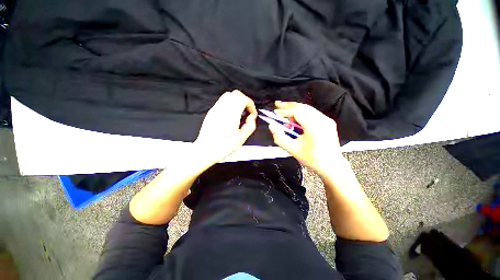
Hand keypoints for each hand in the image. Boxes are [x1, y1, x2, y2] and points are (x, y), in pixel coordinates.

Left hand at [195, 90, 256, 163]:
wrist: (205, 150)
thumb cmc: (223, 147)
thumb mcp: (241, 139)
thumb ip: (250, 126)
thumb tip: (252, 117)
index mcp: (231, 115)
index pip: (243, 99)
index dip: (251, 104)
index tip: (252, 113)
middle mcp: (222, 109)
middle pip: (236, 94)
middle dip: (245, 101)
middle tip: (247, 112)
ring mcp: (215, 109)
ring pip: (228, 95)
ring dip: (236, 101)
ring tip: (239, 113)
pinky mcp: (211, 112)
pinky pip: (222, 101)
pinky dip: (229, 104)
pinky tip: (230, 115)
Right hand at [268, 101, 344, 175]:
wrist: (332, 166)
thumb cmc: (311, 159)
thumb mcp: (292, 149)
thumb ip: (279, 137)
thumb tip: (271, 126)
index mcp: (314, 126)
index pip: (297, 112)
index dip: (284, 111)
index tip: (275, 112)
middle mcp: (322, 119)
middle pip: (303, 107)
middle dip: (288, 105)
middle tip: (277, 104)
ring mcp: (327, 120)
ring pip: (308, 109)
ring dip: (295, 109)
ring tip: (284, 112)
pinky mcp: (328, 122)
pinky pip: (312, 113)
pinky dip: (302, 114)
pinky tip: (295, 118)